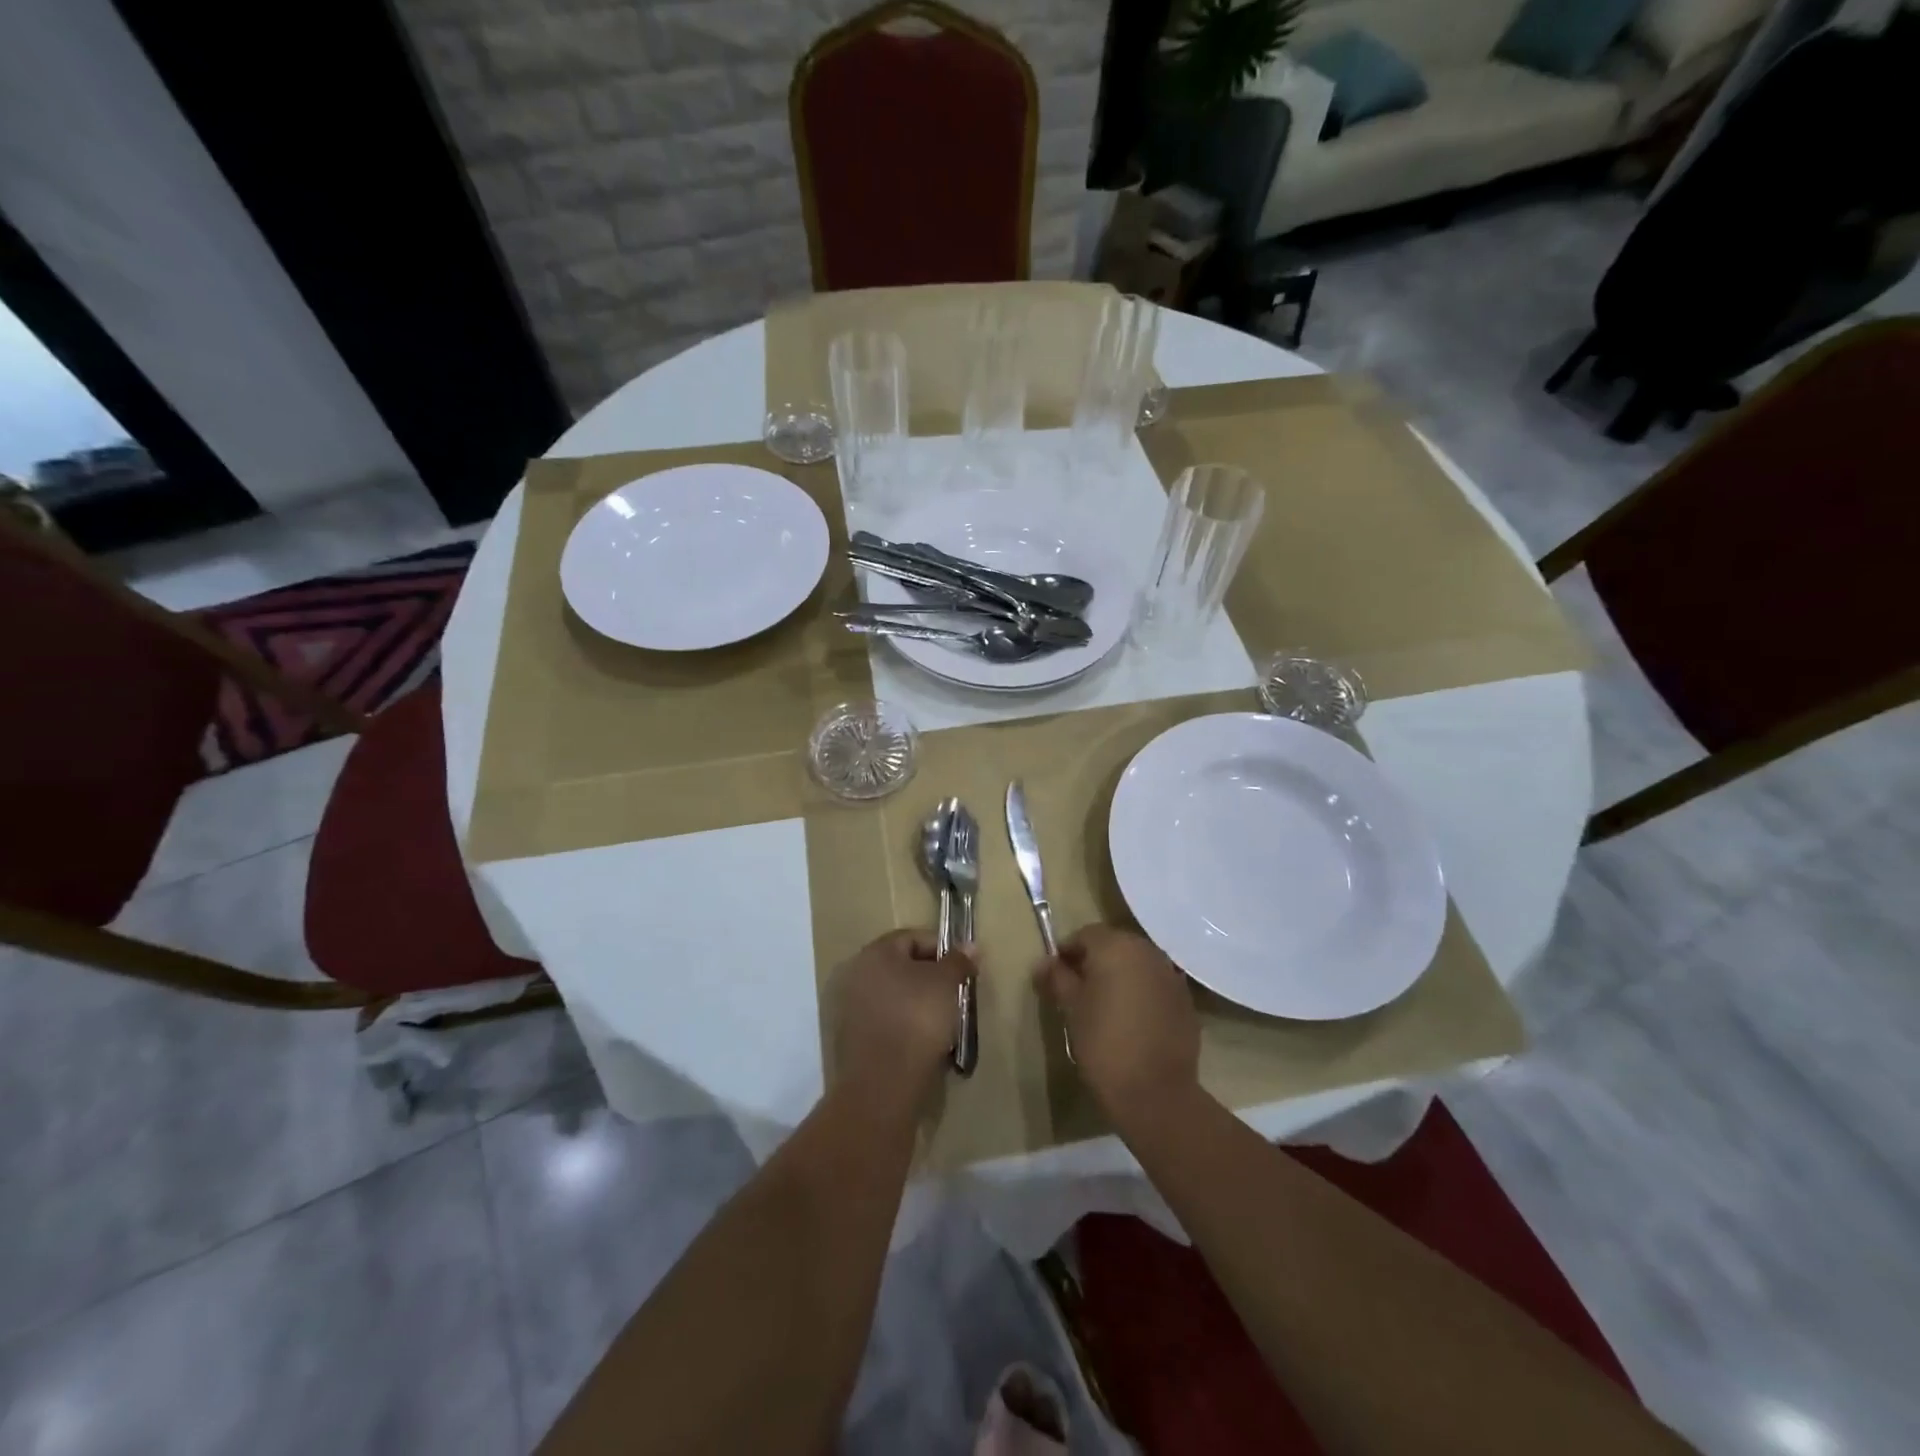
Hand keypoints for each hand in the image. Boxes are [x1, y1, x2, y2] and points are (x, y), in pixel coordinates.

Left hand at [829, 929, 971, 1109]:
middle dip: (931, 978)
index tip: (963, 970)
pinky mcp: (853, 1039)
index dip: (942, 950)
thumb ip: (959, 961)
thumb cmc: (918, 1019)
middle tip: (955, 995)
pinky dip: (905, 1026)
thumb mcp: (947, 984)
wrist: (884, 1084)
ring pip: (895, 996)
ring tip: (944, 1022)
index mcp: (876, 952)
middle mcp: (857, 973)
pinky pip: (887, 1022)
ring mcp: (851, 1008)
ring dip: (918, 1003)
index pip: (914, 937)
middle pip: (902, 967)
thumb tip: (970, 946)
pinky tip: (924, 1043)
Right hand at [1034, 924, 1198, 1118]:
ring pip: (1137, 964)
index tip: (1055, 975)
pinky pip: (1155, 984)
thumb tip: (1043, 962)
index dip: (1067, 951)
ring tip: (1104, 1005)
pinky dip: (1141, 992)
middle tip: (1077, 989)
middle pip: (1114, 945)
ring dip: (1119, 975)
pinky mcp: (1185, 1000)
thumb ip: (1057, 978)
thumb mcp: (1072, 1008)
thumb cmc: (1104, 1043)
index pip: (1085, 935)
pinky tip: (1131, 1019)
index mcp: (1116, 946)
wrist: (1156, 1092)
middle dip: (1094, 961)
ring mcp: (1171, 975)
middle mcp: (1147, 951)